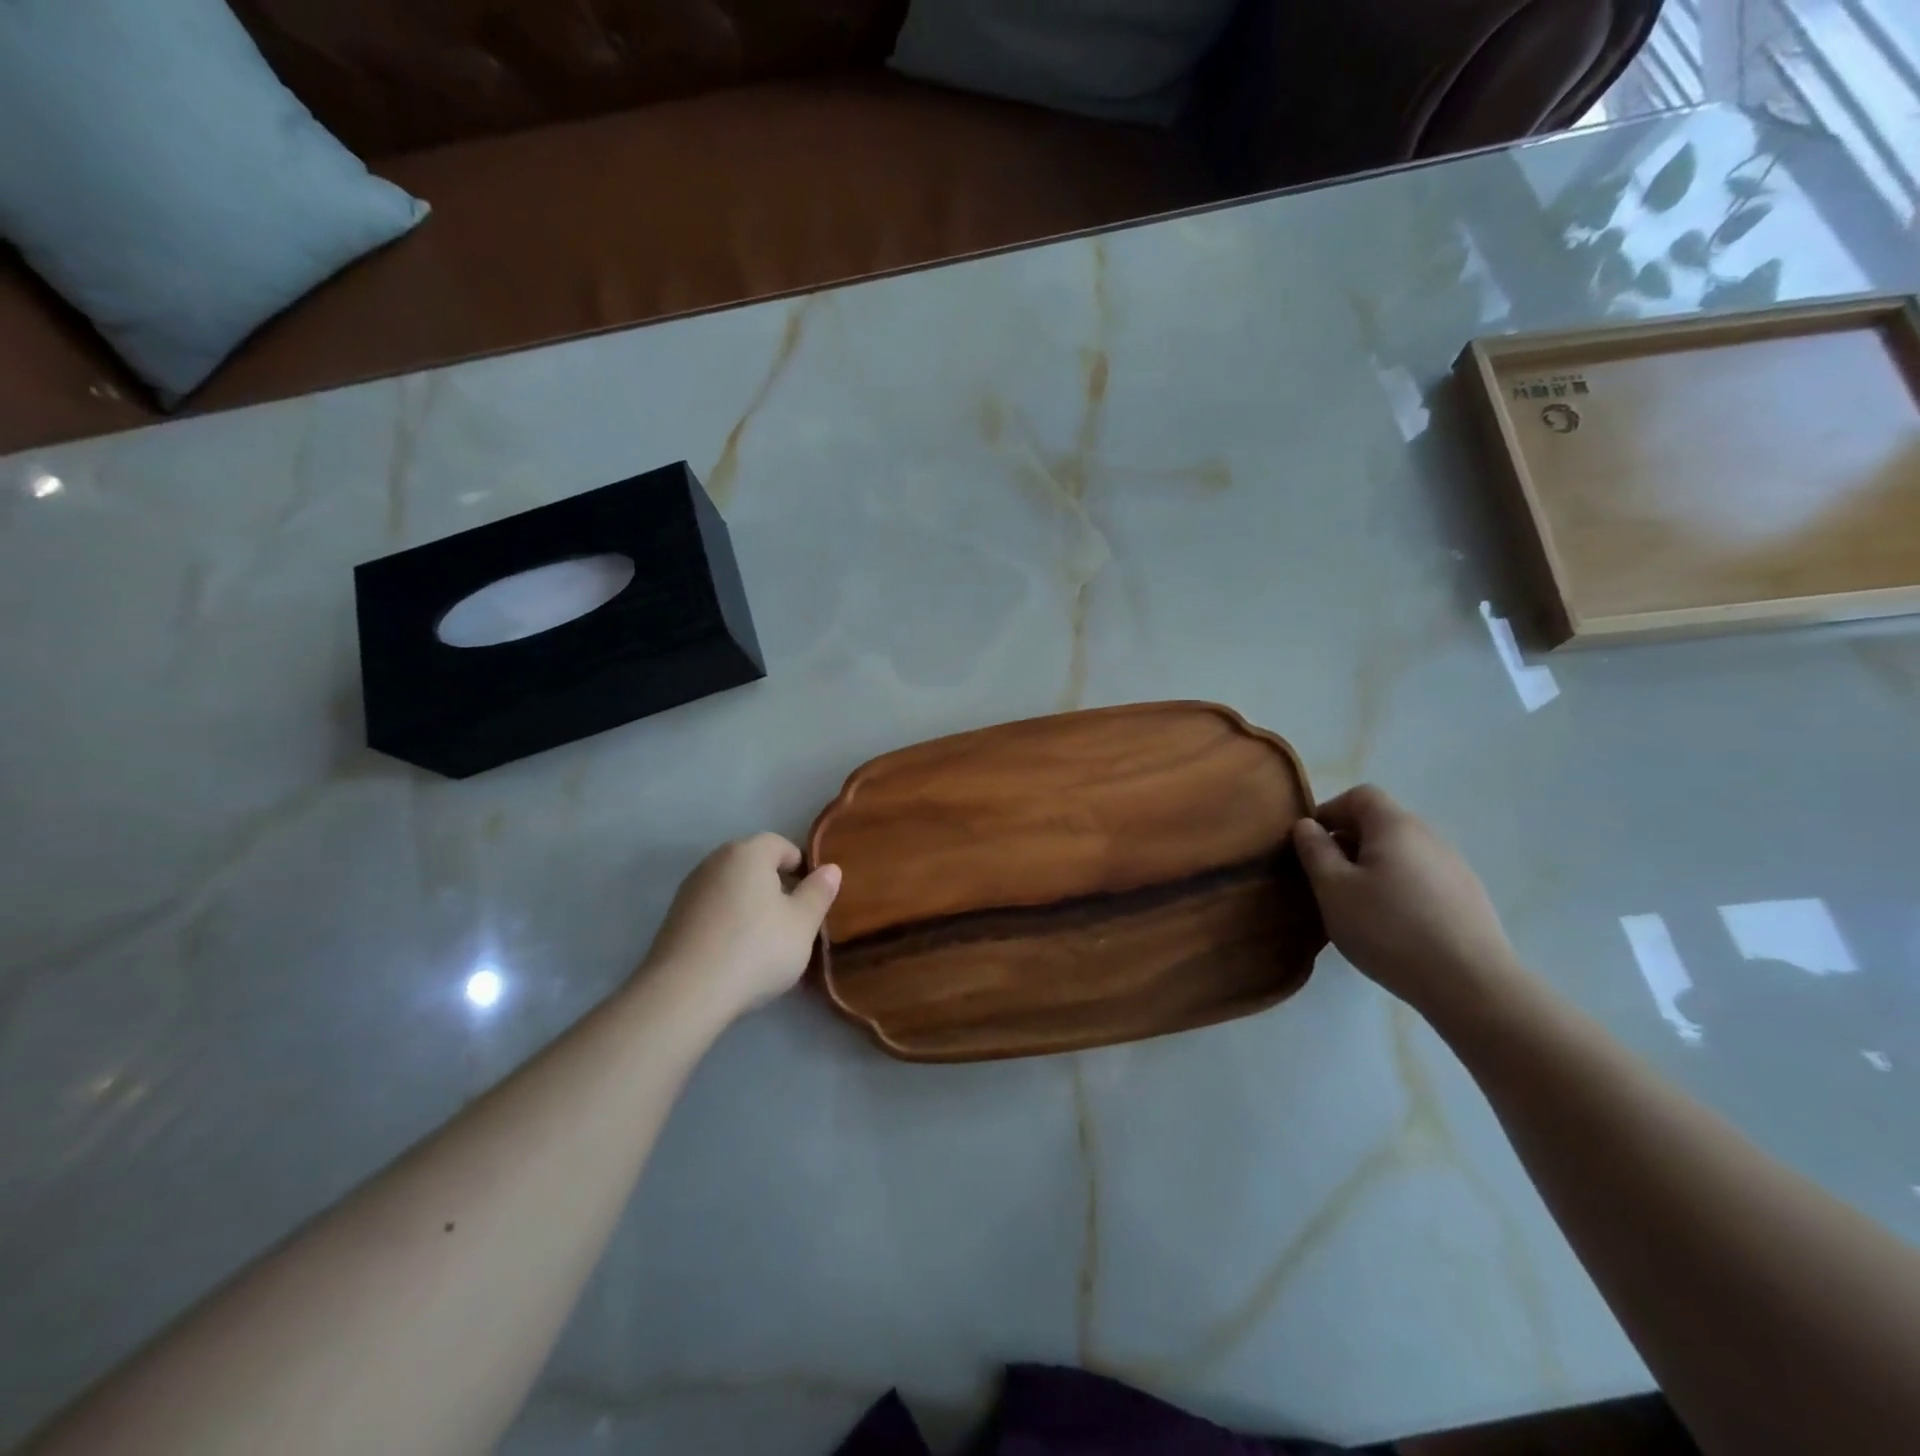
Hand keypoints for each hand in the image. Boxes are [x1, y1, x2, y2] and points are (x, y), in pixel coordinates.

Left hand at [643, 834, 841, 1014]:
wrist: (684, 993)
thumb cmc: (755, 949)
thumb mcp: (802, 924)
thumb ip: (818, 893)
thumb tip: (830, 869)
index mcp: (748, 853)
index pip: (780, 844)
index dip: (800, 866)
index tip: (810, 896)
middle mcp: (715, 861)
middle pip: (752, 863)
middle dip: (774, 884)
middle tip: (791, 919)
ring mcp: (689, 890)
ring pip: (730, 887)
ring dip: (749, 904)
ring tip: (764, 940)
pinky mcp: (673, 919)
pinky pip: (711, 910)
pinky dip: (726, 921)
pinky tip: (734, 953)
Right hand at [1292, 785, 1526, 1021]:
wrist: (1472, 984)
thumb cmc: (1389, 929)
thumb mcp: (1333, 889)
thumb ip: (1315, 851)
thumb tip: (1306, 826)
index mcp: (1395, 826)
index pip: (1359, 796)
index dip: (1329, 812)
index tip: (1311, 844)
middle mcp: (1429, 836)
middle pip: (1382, 823)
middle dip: (1349, 842)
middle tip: (1328, 879)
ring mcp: (1455, 867)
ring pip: (1402, 853)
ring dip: (1374, 867)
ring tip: (1359, 905)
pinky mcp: (1469, 897)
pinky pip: (1422, 878)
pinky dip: (1400, 888)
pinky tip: (1394, 925)